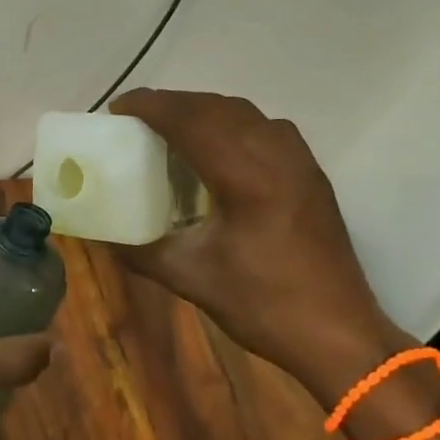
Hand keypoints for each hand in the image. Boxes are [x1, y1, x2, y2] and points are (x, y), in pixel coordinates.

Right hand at [109, 89, 403, 401]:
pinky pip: (266, 127)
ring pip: (244, 112)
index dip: (151, 106)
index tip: (118, 110)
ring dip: (203, 109)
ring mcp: (299, 162)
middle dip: (172, 103)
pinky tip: (218, 146)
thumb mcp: (190, 279)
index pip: (191, 120)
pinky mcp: (312, 174)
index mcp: (245, 179)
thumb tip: (100, 236)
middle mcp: (275, 157)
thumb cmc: (264, 306)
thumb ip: (139, 251)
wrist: (340, 336)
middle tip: (136, 118)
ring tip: (172, 126)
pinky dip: (232, 122)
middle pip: (215, 107)